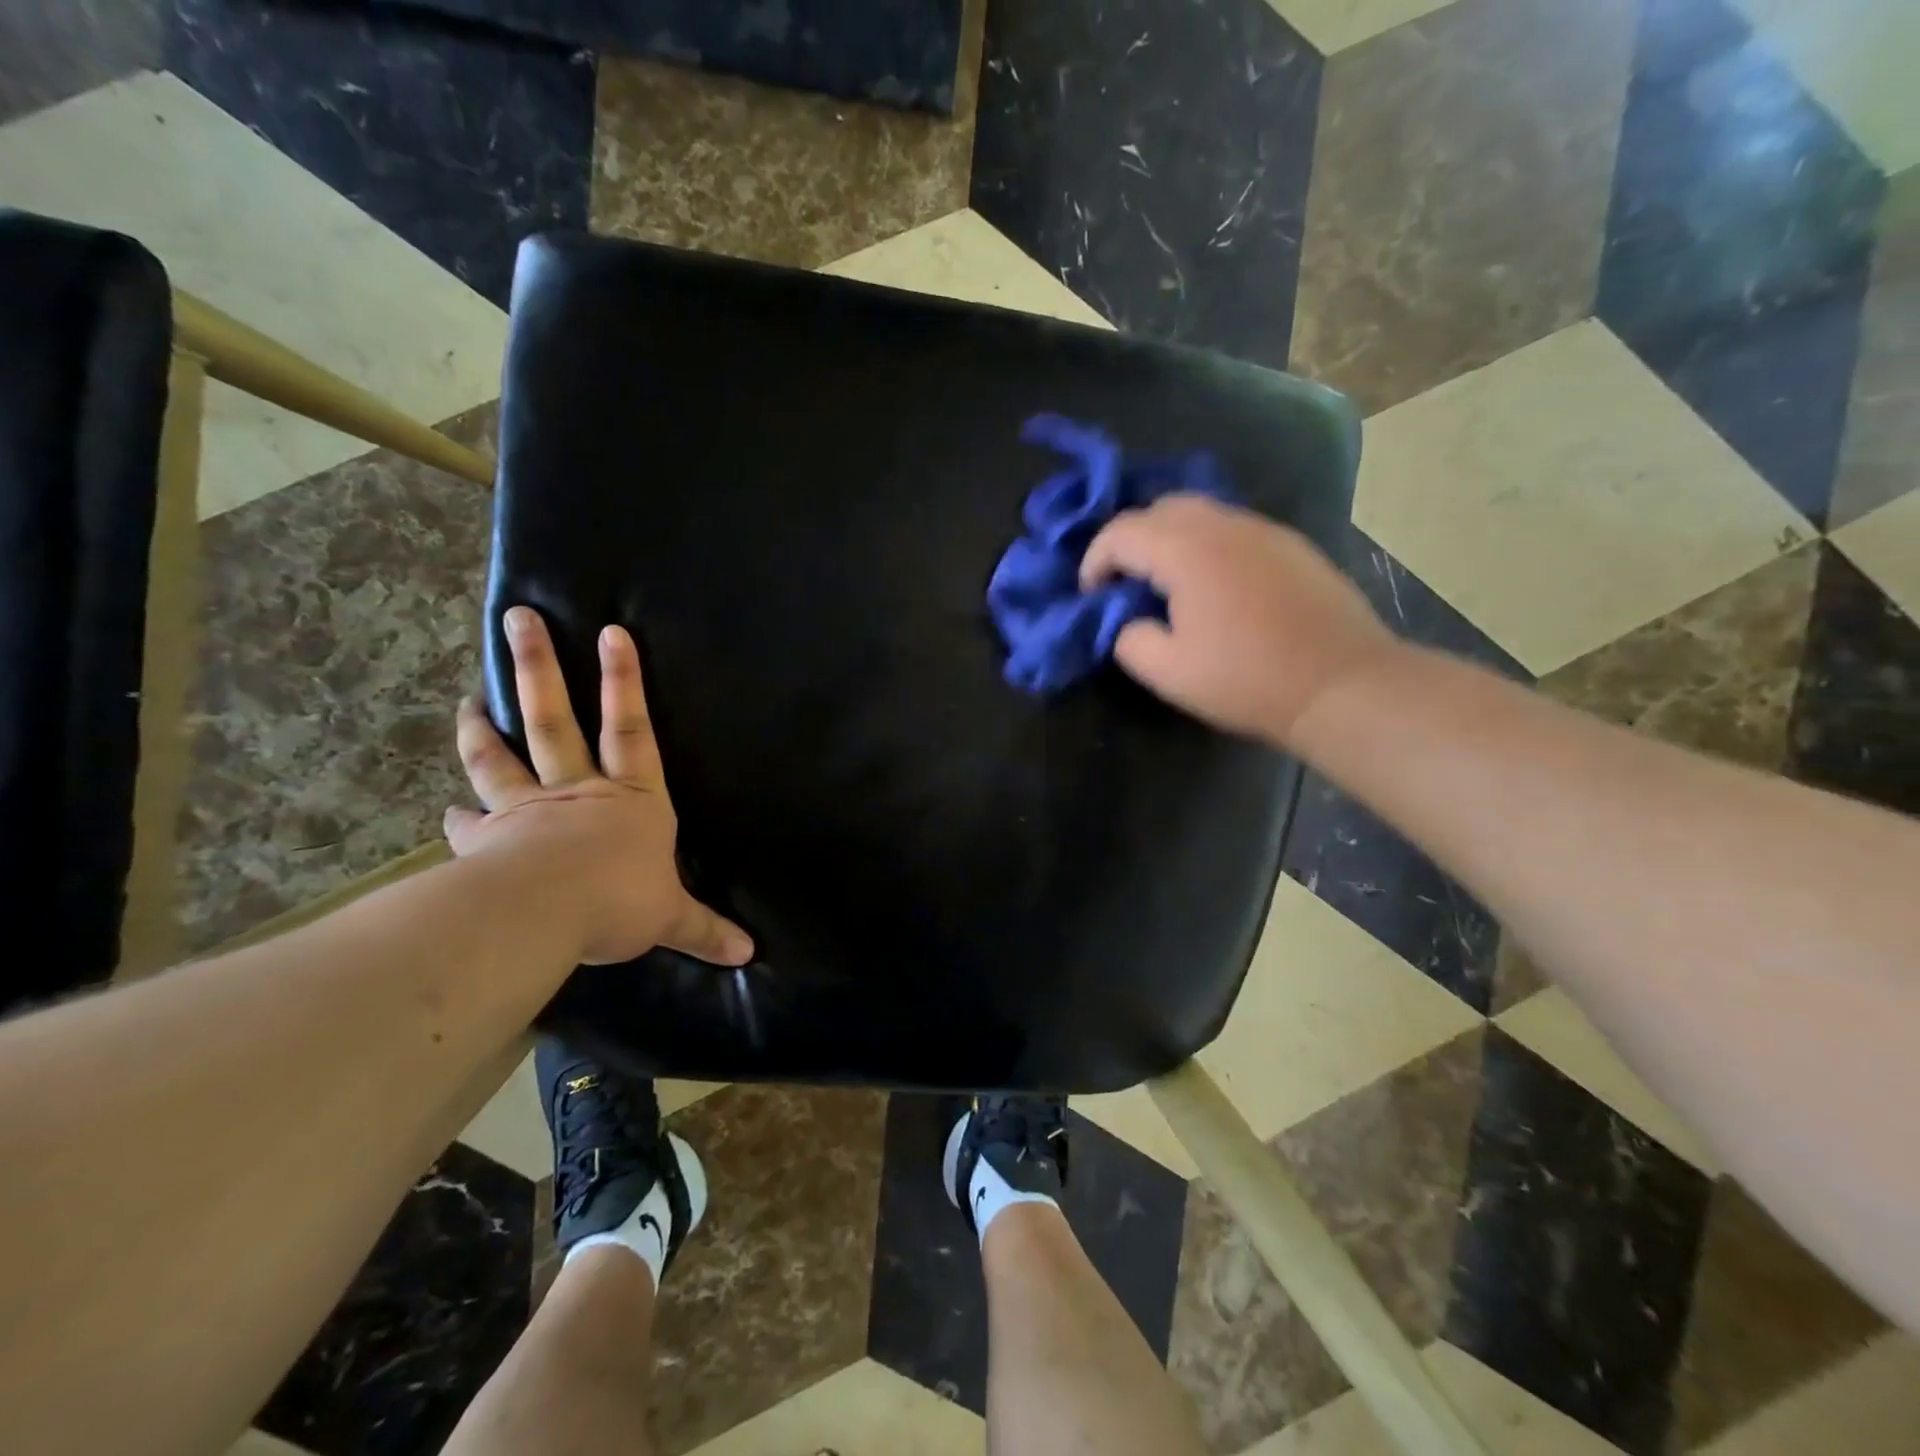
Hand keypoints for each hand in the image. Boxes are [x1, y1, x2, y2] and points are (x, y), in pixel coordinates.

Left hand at [446, 606, 752, 967]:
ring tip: (469, 700)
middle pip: (556, 720)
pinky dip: (459, 814)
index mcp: (631, 799)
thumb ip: (704, 929)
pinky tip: (447, 809)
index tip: (610, 632)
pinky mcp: (489, 840)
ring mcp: (528, 810)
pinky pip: (471, 822)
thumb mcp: (670, 917)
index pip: (633, 729)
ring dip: (483, 727)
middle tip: (519, 620)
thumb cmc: (620, 901)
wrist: (545, 915)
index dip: (624, 681)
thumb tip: (749, 953)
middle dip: (539, 668)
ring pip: (503, 757)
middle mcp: (578, 792)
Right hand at [1081, 495, 1402, 745]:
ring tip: (1166, 584)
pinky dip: (1207, 546)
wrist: (1340, 684)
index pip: (1122, 532)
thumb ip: (1129, 639)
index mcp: (1186, 550)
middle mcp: (1224, 525)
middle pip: (1161, 508)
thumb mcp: (1168, 672)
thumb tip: (1128, 622)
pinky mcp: (1291, 546)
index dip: (1095, 560)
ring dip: (1170, 540)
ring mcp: (1263, 530)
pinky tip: (1214, 587)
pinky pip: (1233, 530)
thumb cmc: (1246, 679)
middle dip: (1131, 540)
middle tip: (1125, 582)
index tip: (1091, 595)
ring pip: (1201, 514)